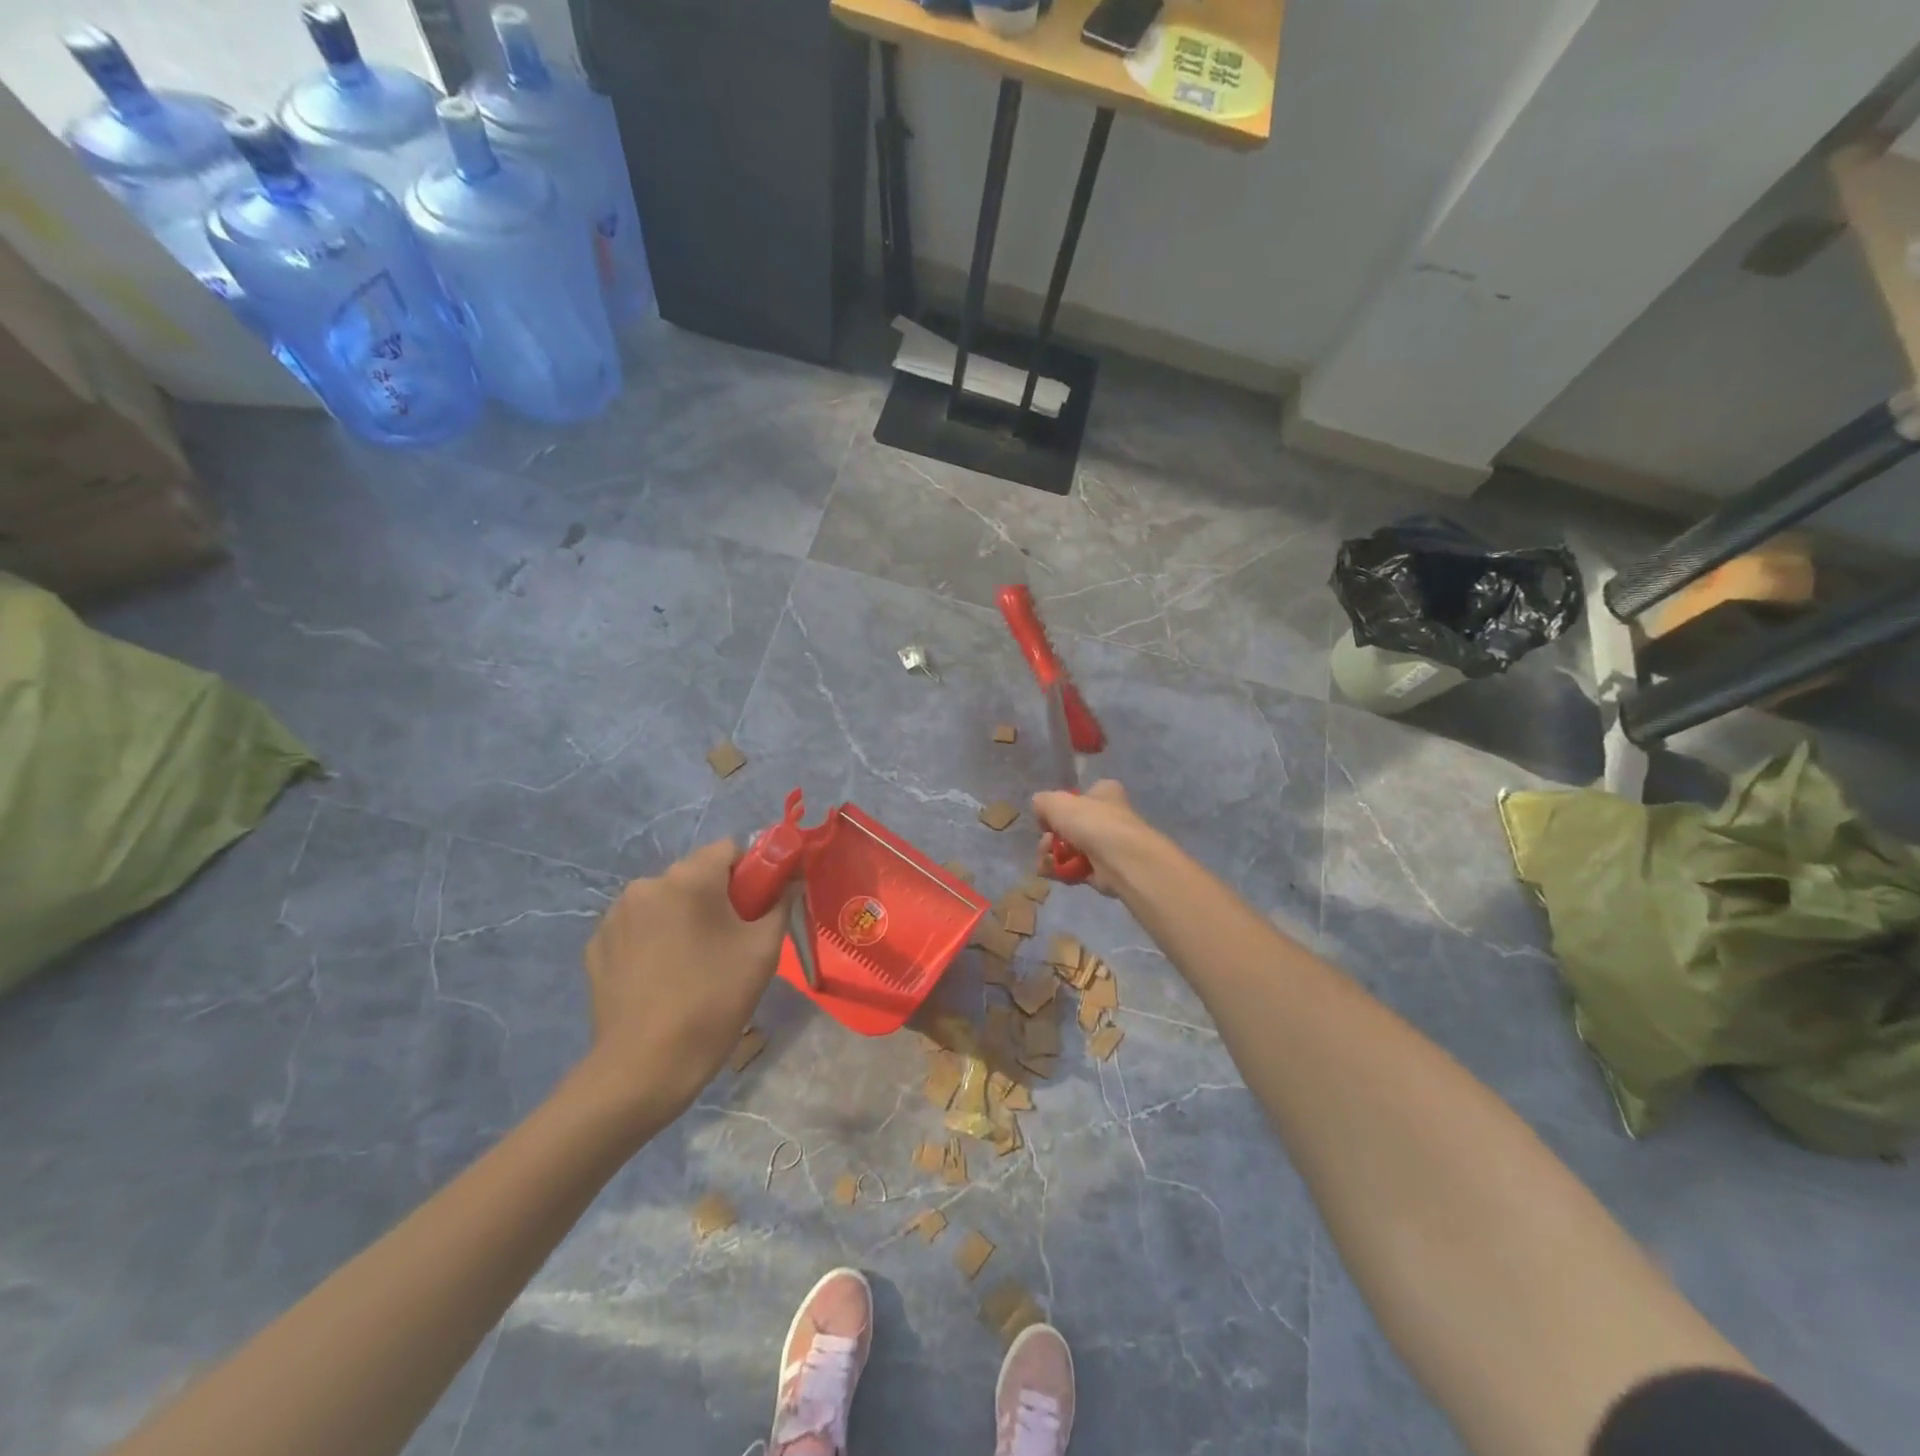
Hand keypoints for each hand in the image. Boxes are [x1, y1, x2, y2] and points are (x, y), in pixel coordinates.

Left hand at [580, 839, 790, 1123]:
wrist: (644, 1067)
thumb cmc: (713, 1001)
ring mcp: (614, 916)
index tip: (759, 908)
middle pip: (695, 875)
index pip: (729, 849)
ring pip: (665, 901)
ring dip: (683, 917)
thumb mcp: (762, 951)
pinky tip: (662, 978)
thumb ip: (780, 904)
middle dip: (717, 897)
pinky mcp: (596, 947)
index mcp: (688, 879)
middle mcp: (646, 885)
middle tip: (732, 942)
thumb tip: (789, 883)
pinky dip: (654, 940)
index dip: (751, 872)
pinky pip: (638, 928)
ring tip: (694, 964)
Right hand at [1032, 779, 1161, 896]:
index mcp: (1104, 794)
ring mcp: (1107, 845)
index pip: (1080, 796)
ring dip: (1051, 856)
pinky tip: (1050, 873)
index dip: (1060, 807)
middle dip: (1050, 837)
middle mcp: (1108, 817)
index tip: (1048, 818)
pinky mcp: (1103, 871)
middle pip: (1069, 826)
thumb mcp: (1056, 802)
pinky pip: (1075, 869)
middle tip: (1045, 843)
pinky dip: (1061, 871)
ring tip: (1045, 861)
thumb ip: (1042, 802)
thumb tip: (1041, 812)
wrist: (1121, 860)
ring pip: (1070, 849)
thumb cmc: (1092, 823)